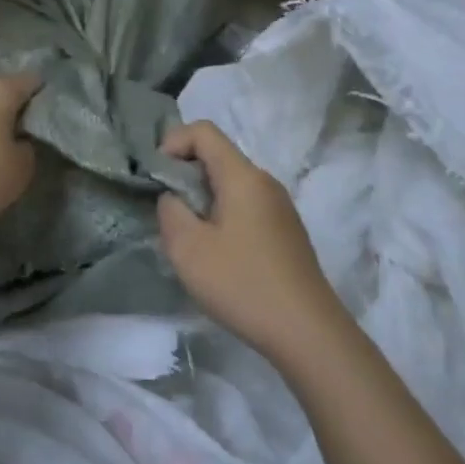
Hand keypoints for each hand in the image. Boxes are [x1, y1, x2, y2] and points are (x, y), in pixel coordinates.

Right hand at [157, 121, 345, 362]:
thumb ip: (170, 211)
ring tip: (190, 239)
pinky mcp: (286, 231)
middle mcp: (265, 182)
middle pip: (218, 157)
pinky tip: (218, 256)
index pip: (203, 131)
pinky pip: (246, 206)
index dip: (172, 142)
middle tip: (168, 213)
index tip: (156, 177)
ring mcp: (280, 207)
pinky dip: (222, 215)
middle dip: (185, 175)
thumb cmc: (243, 284)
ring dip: (203, 199)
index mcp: (243, 176)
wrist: (307, 332)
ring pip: (231, 184)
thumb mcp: (188, 249)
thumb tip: (173, 198)